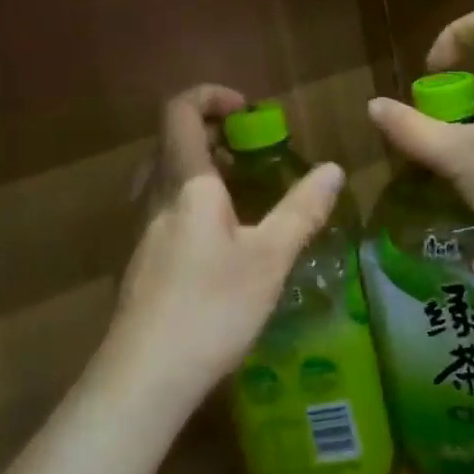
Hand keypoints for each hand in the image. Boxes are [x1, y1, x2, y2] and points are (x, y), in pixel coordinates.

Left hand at [101, 85, 344, 410]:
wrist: (144, 377)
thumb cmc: (210, 307)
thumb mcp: (269, 258)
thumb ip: (302, 210)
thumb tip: (334, 170)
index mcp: (185, 184)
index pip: (180, 111)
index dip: (211, 95)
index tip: (249, 110)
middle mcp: (154, 198)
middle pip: (170, 142)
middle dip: (211, 133)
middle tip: (251, 151)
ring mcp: (141, 232)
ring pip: (164, 179)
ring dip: (200, 169)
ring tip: (242, 193)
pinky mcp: (139, 263)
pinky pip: (163, 211)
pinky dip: (192, 204)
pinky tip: (221, 244)